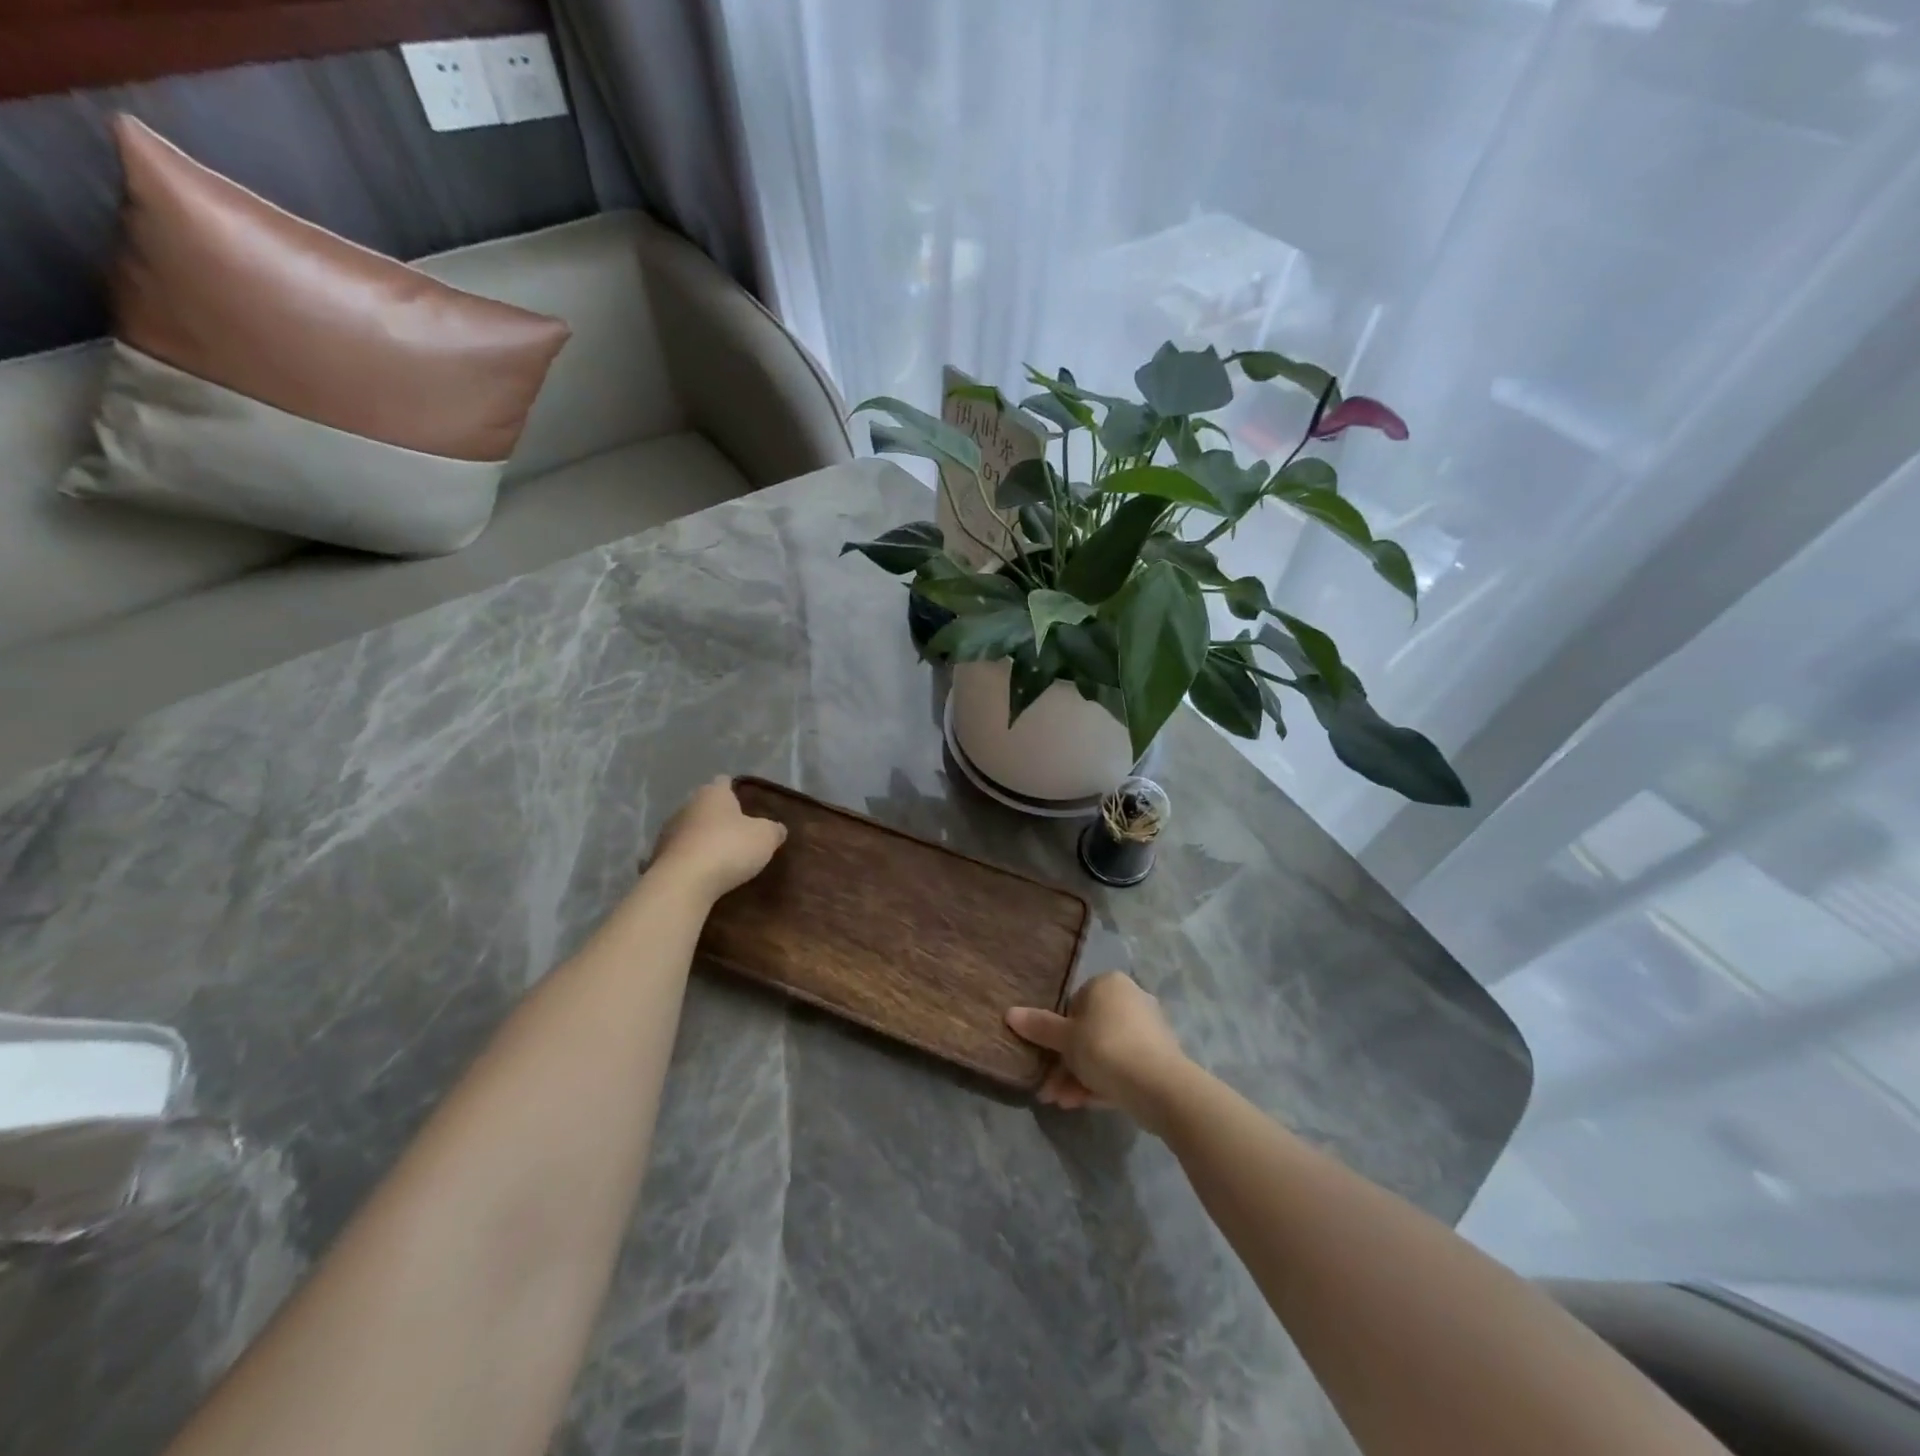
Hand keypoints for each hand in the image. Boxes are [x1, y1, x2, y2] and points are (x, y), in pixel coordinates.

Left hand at [649, 777, 787, 900]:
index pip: (724, 782)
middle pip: (706, 806)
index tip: (746, 802)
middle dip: (719, 817)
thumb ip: (774, 830)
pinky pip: (680, 854)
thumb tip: (778, 828)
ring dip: (703, 839)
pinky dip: (690, 860)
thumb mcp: (765, 838)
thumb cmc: (728, 848)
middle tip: (739, 832)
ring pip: (691, 830)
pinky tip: (702, 873)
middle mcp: (687, 806)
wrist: (683, 882)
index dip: (735, 790)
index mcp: (713, 793)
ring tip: (721, 856)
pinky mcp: (658, 857)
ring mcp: (668, 832)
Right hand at [1007, 972, 1189, 1131]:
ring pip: (1103, 1052)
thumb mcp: (1066, 1039)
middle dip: (1065, 1063)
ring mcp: (1147, 1029)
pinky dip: (1102, 1082)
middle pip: (1088, 1031)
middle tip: (1049, 1089)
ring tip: (1061, 1103)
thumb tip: (1009, 1013)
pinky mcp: (1158, 1058)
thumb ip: (1039, 1027)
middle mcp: (1131, 999)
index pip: (1074, 1003)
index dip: (1057, 1032)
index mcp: (1109, 984)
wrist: (1160, 1087)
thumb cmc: (1106, 1048)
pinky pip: (1122, 1066)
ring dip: (1079, 1077)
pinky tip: (1083, 1105)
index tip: (1045, 1058)